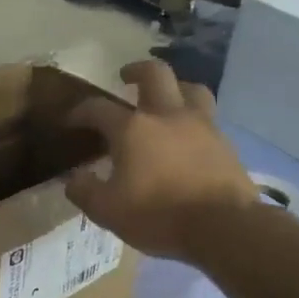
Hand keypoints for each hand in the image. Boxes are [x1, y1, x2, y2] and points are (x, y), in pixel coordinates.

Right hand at [65, 60, 259, 263]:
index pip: (98, 108)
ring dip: (175, 88)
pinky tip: (188, 137)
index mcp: (132, 129)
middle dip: (137, 70)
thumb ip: (84, 191)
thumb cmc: (158, 215)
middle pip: (155, 74)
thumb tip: (74, 178)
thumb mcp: (107, 211)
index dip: (81, 111)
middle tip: (126, 78)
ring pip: (190, 88)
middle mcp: (167, 116)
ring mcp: (201, 126)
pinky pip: (208, 118)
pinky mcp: (225, 143)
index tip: (72, 120)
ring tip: (166, 100)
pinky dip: (194, 120)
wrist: (223, 226)